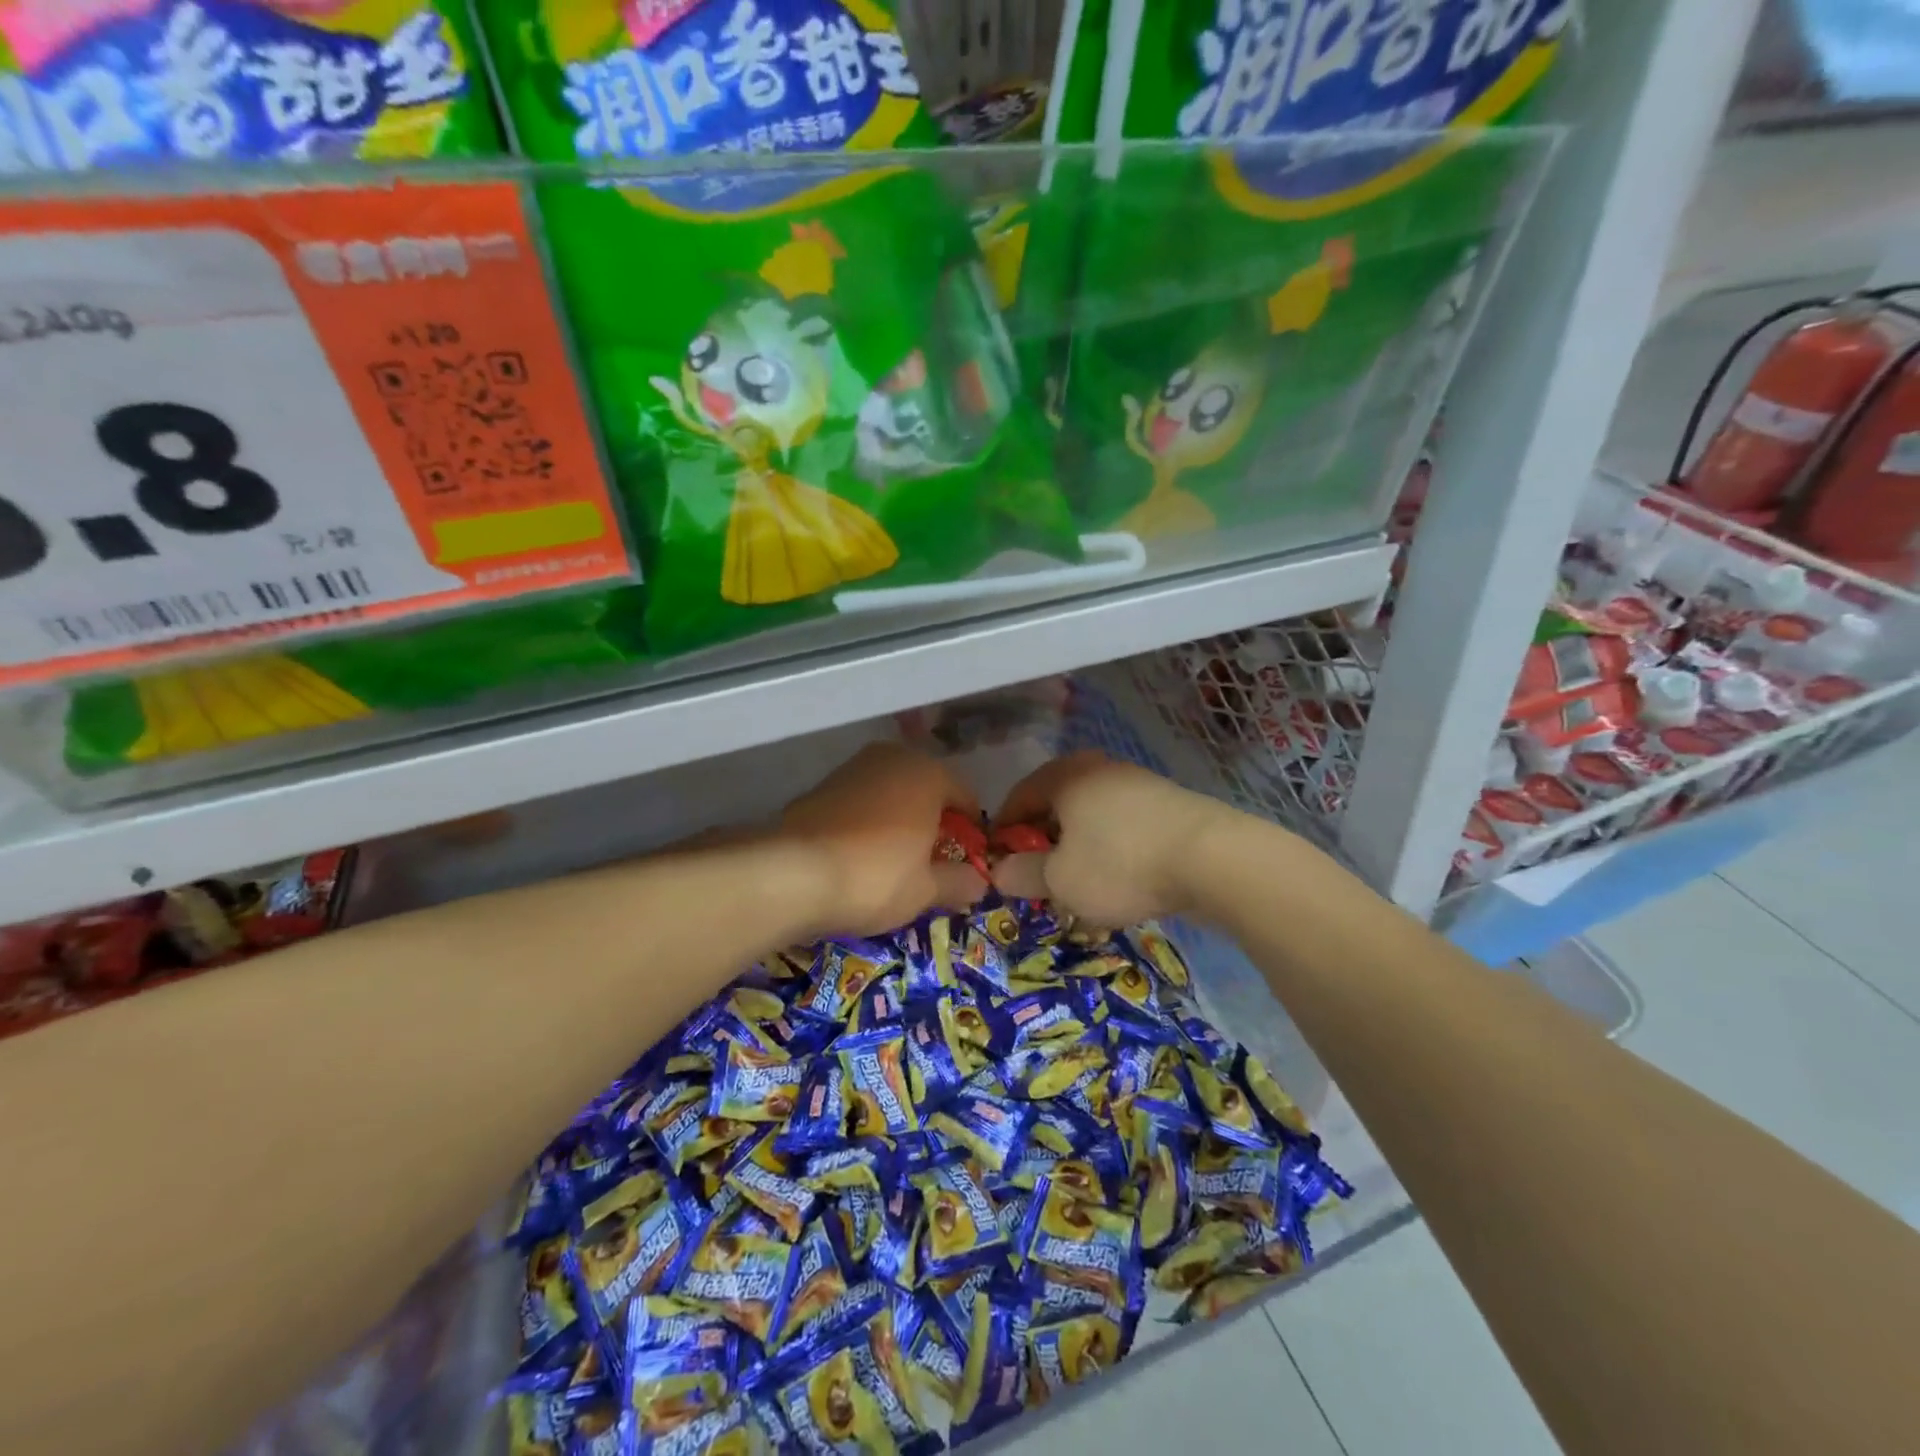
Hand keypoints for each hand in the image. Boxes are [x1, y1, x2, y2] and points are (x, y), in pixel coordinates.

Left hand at [779, 743, 984, 937]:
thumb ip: (959, 883)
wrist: (792, 874)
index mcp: (928, 773)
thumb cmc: (876, 876)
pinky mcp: (821, 785)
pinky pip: (861, 803)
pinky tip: (860, 856)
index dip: (971, 833)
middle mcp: (892, 758)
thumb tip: (980, 883)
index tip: (967, 865)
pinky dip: (868, 823)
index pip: (965, 798)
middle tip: (931, 864)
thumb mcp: (926, 890)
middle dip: (933, 824)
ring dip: (899, 822)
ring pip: (891, 794)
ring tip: (895, 863)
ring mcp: (853, 768)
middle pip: (927, 791)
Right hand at [990, 752, 1218, 926]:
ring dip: (1076, 849)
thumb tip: (999, 872)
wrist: (1213, 858)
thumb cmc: (1120, 863)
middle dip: (1042, 843)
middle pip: (1055, 806)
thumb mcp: (1060, 880)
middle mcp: (1098, 769)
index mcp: (1064, 776)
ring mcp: (1136, 783)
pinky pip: (1121, 827)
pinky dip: (1109, 850)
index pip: (1018, 798)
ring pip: (1090, 818)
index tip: (998, 864)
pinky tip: (1117, 882)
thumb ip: (1023, 875)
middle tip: (1036, 879)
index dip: (1002, 832)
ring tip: (1077, 887)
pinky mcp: (1166, 804)